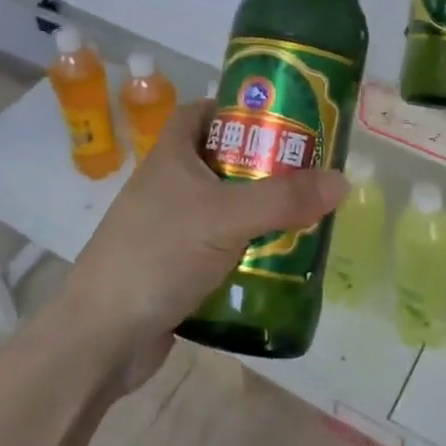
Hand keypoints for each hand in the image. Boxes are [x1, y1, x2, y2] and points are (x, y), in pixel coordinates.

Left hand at [63, 99, 346, 389]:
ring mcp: (168, 228)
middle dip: (259, 163)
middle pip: (218, 160)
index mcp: (170, 157)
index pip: (200, 113)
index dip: (233, 109)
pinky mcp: (174, 266)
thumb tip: (341, 180)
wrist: (104, 335)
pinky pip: (216, 244)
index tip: (277, 120)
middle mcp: (167, 186)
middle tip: (304, 171)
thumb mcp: (227, 217)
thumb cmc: (160, 254)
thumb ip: (284, 199)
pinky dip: (244, 246)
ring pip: (220, 206)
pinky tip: (276, 257)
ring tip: (302, 213)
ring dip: (255, 208)